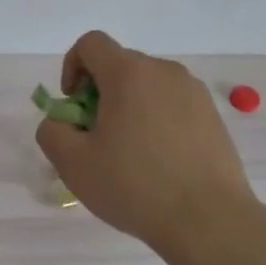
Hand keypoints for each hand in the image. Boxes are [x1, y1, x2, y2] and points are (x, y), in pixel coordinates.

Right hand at [35, 31, 259, 256]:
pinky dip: (156, 122)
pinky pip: (172, 106)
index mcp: (129, 73)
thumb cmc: (135, 185)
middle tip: (95, 138)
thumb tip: (61, 122)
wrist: (210, 221)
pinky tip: (157, 163)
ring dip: (128, 108)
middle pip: (119, 66)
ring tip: (127, 154)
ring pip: (147, 87)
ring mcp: (194, 93)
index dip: (71, 67)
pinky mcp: (213, 116)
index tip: (73, 107)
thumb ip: (52, 131)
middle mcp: (164, 71)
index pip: (91, 44)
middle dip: (99, 93)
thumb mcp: (73, 163)